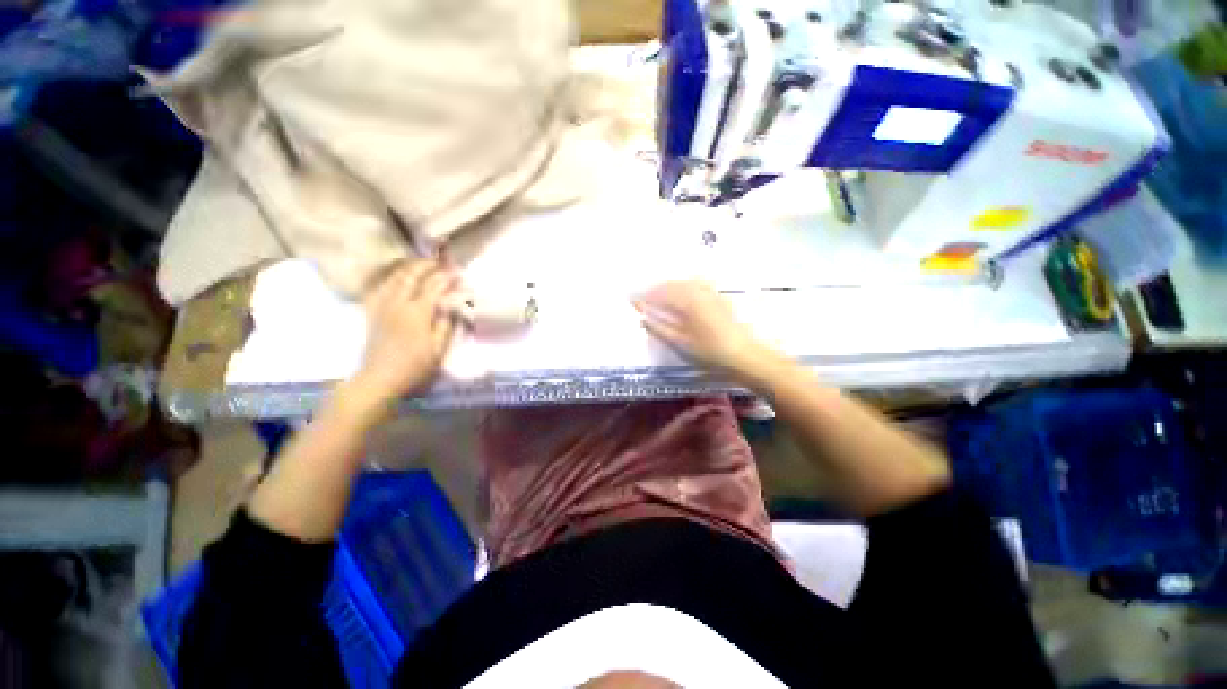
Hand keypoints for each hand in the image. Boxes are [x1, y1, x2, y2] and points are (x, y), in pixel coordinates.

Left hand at [353, 260, 458, 406]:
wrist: (379, 378)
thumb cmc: (414, 366)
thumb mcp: (438, 349)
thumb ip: (446, 324)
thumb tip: (452, 305)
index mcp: (417, 313)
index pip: (434, 286)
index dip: (446, 277)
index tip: (457, 273)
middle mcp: (397, 303)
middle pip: (410, 275)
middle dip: (426, 264)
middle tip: (439, 262)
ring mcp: (381, 305)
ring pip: (392, 276)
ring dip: (407, 266)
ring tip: (419, 264)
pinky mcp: (371, 311)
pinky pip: (378, 285)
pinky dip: (388, 276)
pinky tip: (395, 276)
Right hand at [636, 281, 773, 376]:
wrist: (745, 356)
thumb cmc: (710, 352)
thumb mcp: (681, 342)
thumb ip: (660, 328)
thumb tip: (642, 317)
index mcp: (688, 301)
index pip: (660, 293)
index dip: (645, 296)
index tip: (632, 300)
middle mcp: (699, 291)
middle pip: (672, 284)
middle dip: (656, 289)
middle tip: (643, 298)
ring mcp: (711, 293)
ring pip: (685, 283)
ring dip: (669, 287)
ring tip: (659, 297)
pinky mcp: (719, 298)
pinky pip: (697, 285)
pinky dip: (684, 288)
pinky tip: (682, 296)